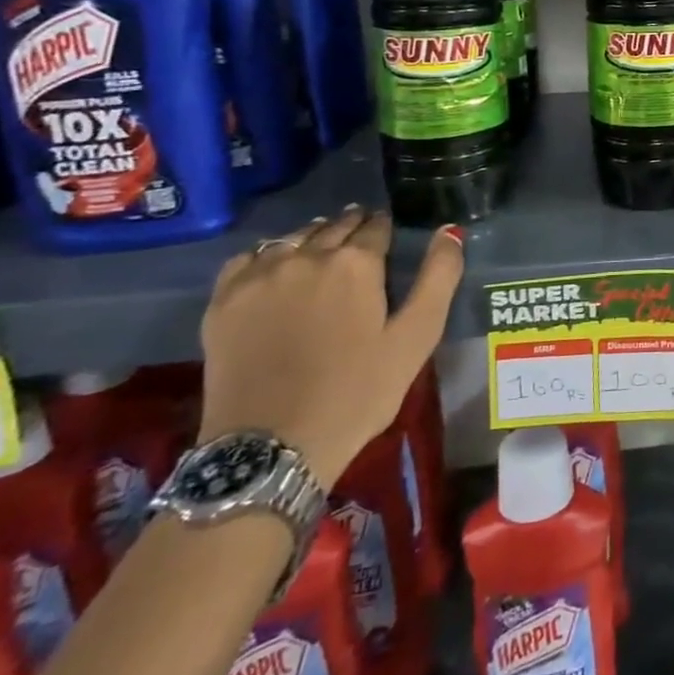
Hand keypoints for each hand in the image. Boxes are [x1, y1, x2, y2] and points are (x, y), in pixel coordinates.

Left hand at [196, 208, 463, 489]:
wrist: (270, 448)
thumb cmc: (357, 392)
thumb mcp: (416, 338)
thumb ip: (439, 278)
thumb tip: (450, 231)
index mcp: (356, 263)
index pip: (376, 228)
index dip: (386, 228)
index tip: (389, 234)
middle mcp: (306, 256)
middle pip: (334, 227)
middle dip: (352, 227)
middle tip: (361, 236)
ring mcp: (259, 276)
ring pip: (292, 238)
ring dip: (313, 236)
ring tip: (323, 248)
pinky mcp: (223, 301)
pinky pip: (247, 258)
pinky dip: (267, 255)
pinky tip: (275, 269)